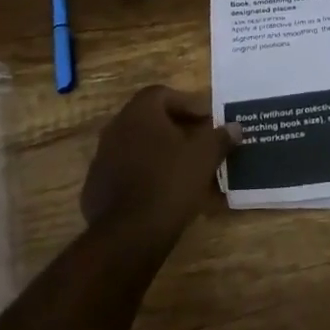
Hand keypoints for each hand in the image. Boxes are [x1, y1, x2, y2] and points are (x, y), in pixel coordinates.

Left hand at [81, 86, 237, 248]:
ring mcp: (102, 158)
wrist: (127, 235)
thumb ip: (220, 137)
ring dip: (160, 152)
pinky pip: (126, 172)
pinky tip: (162, 192)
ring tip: (184, 169)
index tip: (207, 122)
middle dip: (176, 128)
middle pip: (150, 119)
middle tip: (199, 143)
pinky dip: (144, 175)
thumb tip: (234, 127)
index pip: (164, 94)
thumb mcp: (204, 156)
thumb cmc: (170, 182)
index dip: (188, 104)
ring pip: (137, 146)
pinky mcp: (96, 187)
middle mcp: (116, 128)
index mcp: (139, 112)